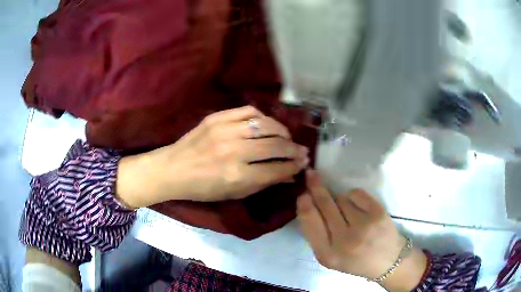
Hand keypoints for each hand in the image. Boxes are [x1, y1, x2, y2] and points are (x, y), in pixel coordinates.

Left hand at [117, 106, 309, 206]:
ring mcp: (224, 130)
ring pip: (265, 124)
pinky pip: (248, 111)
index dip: (294, 166)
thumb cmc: (202, 188)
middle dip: (294, 149)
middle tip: (302, 151)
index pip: (276, 168)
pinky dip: (262, 117)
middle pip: (275, 145)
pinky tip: (266, 124)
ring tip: (287, 137)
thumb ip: (263, 182)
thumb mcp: (233, 193)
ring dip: (282, 130)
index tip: (304, 164)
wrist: (172, 169)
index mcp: (236, 175)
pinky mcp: (216, 117)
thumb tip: (289, 174)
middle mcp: (233, 150)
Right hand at [297, 170, 427, 291]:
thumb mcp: (330, 257)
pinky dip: (354, 197)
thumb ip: (316, 235)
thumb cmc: (355, 260)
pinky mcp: (378, 213)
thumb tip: (307, 203)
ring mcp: (363, 226)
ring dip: (340, 201)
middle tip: (311, 174)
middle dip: (316, 187)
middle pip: (325, 205)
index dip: (305, 205)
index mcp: (328, 255)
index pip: (310, 223)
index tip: (303, 194)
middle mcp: (344, 241)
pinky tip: (359, 208)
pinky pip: (356, 193)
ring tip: (349, 214)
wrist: (388, 261)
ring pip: (341, 198)